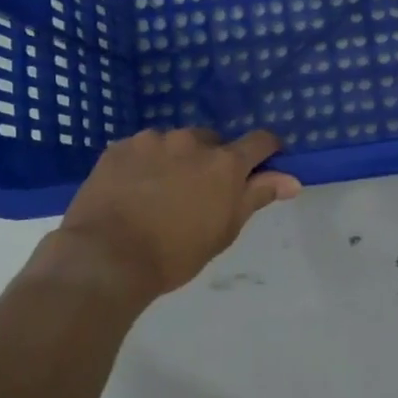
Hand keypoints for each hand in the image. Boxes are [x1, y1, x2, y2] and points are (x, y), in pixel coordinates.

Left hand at [48, 128, 300, 300]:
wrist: (106, 257)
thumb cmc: (174, 253)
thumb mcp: (224, 230)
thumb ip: (257, 196)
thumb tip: (292, 179)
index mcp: (224, 163)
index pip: (260, 141)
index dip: (267, 150)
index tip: (264, 164)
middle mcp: (191, 141)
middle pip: (213, 141)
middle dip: (213, 160)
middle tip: (200, 192)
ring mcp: (152, 141)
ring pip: (175, 143)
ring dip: (177, 159)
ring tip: (161, 192)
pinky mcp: (119, 147)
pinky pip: (142, 148)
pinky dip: (145, 163)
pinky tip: (133, 189)